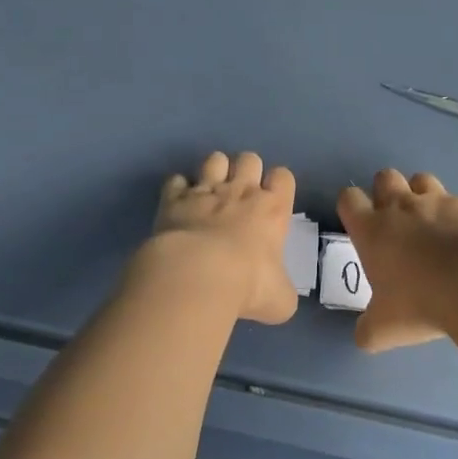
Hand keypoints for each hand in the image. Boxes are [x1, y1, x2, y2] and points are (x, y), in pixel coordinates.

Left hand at [154, 151, 299, 324]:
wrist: (198, 274)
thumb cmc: (248, 285)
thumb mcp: (280, 299)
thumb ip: (281, 290)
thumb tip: (277, 294)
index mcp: (272, 209)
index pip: (283, 177)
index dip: (279, 184)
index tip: (272, 201)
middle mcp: (241, 192)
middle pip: (250, 159)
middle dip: (247, 170)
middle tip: (241, 195)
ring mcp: (205, 191)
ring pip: (215, 159)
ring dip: (214, 171)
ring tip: (210, 192)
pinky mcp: (174, 198)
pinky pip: (176, 180)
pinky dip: (178, 189)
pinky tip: (178, 204)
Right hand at [337, 169, 457, 351]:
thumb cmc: (421, 304)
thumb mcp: (384, 329)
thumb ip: (368, 330)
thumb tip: (363, 337)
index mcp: (372, 229)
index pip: (348, 198)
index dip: (352, 208)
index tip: (361, 225)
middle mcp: (402, 206)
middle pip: (385, 177)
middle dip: (387, 192)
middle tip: (397, 222)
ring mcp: (440, 201)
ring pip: (423, 180)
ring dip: (423, 196)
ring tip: (433, 224)